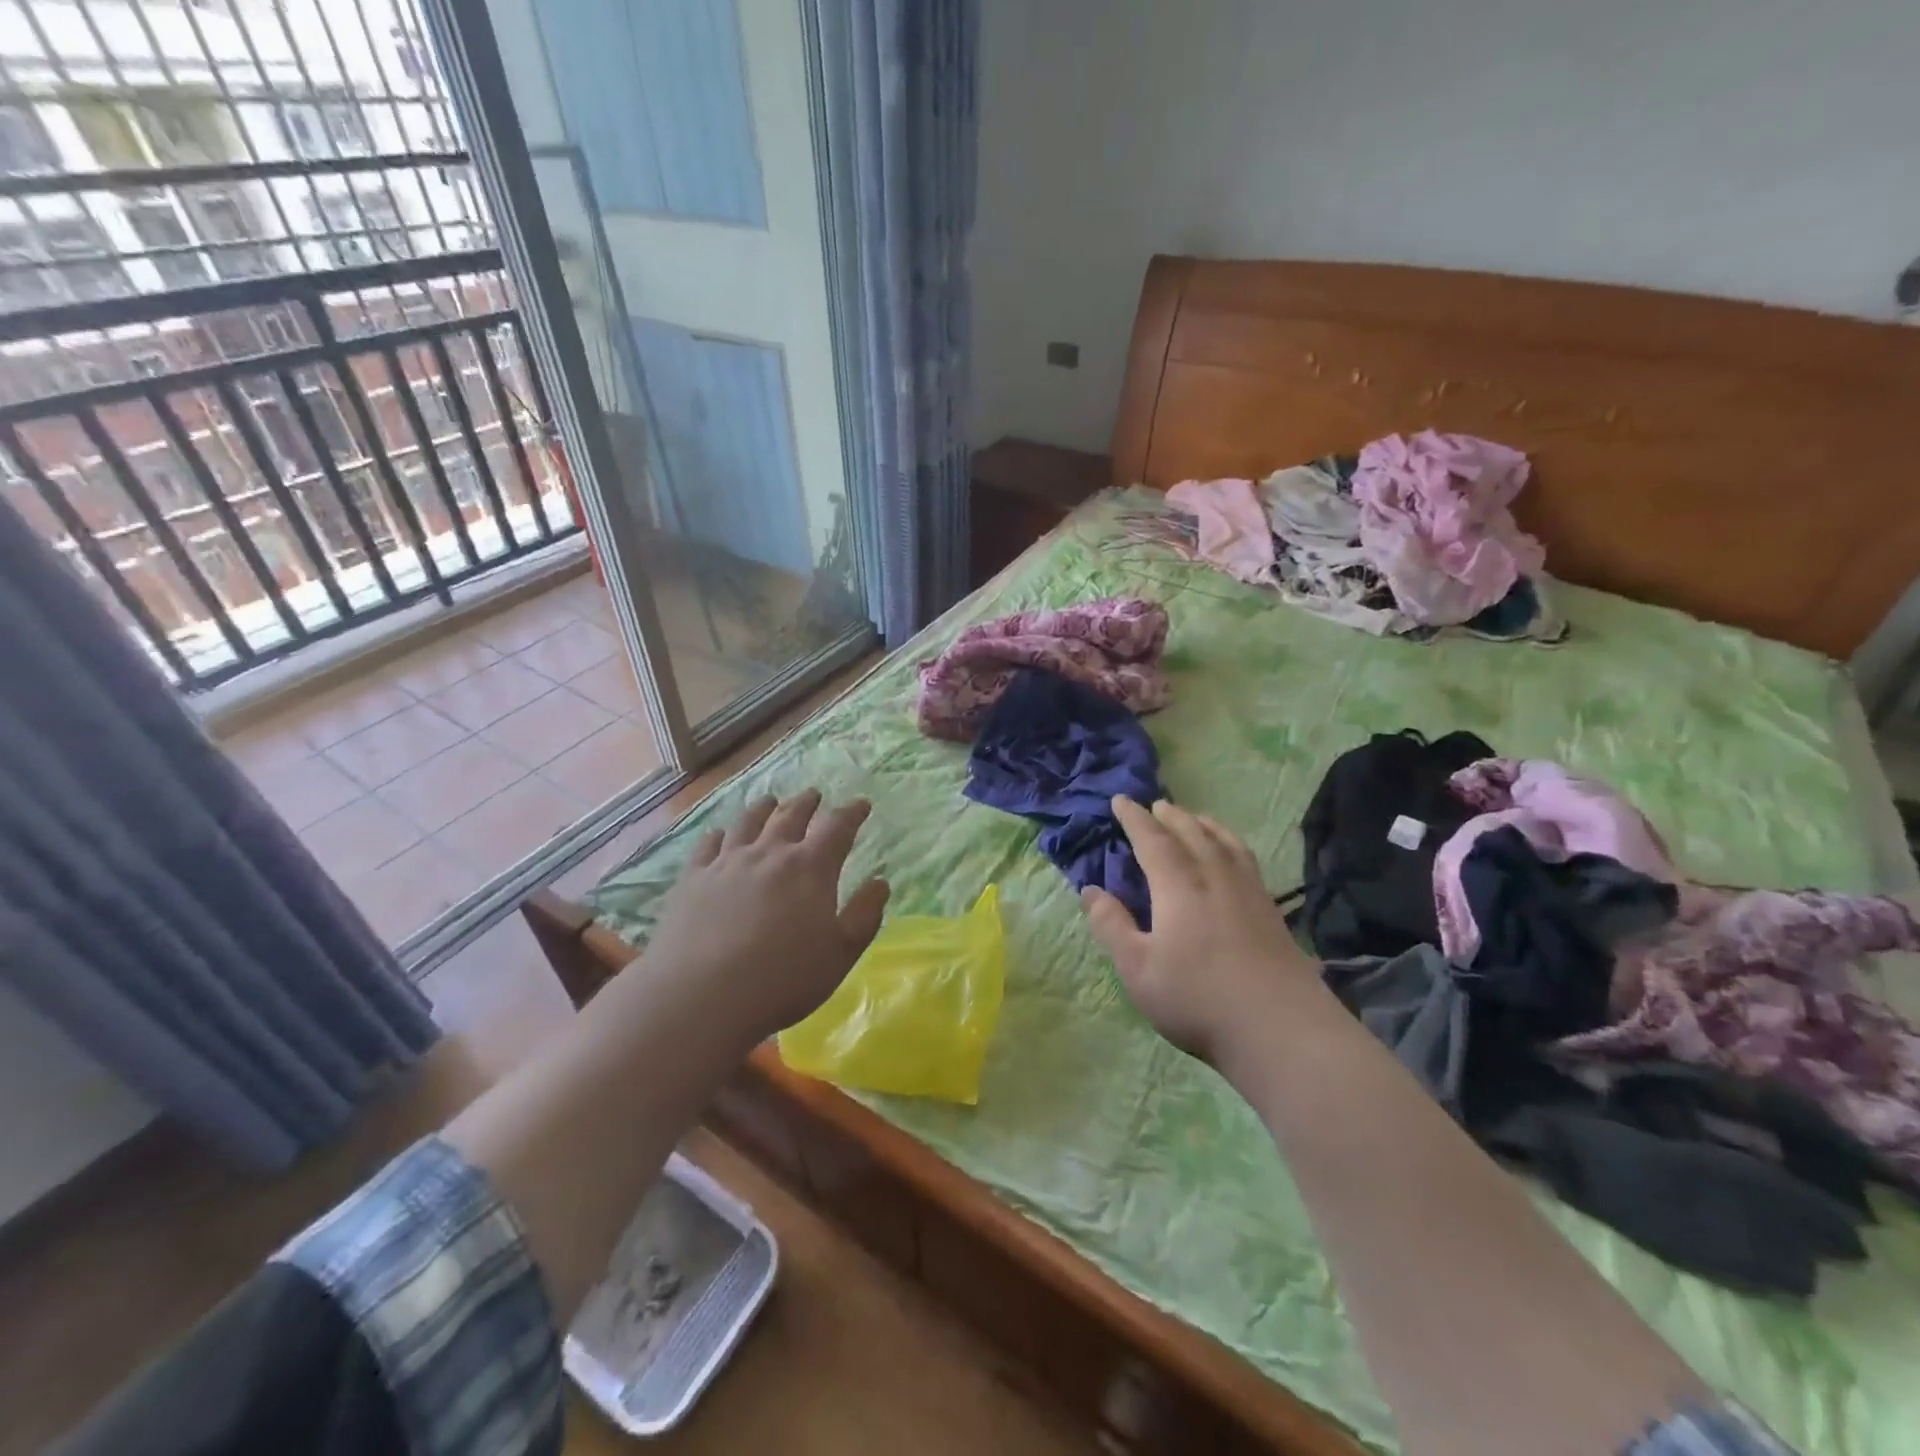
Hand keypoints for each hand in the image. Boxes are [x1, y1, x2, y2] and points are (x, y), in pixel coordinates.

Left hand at [640, 789, 889, 1046]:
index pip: (837, 827)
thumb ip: (865, 915)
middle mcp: (770, 854)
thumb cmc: (783, 979)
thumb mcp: (840, 954)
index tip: (861, 805)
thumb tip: (880, 882)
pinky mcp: (693, 879)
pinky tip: (719, 835)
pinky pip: (708, 845)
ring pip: (748, 823)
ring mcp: (727, 863)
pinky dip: (719, 835)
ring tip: (769, 802)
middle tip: (814, 795)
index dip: (851, 813)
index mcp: (810, 868)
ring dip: (763, 808)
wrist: (701, 996)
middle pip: (791, 816)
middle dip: (806, 803)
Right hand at [1081, 797, 1323, 1071]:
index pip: (1152, 840)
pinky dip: (1231, 843)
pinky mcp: (1272, 912)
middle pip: (1192, 833)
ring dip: (1204, 824)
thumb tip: (1091, 890)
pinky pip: (1246, 859)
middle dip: (1170, 816)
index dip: (1134, 818)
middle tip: (1156, 805)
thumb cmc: (1198, 999)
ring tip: (1194, 818)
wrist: (1281, 1030)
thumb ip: (1111, 925)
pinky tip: (1232, 857)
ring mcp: (1249, 892)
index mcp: (1178, 885)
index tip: (1120, 800)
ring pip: (1224, 842)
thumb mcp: (1138, 968)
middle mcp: (1215, 877)